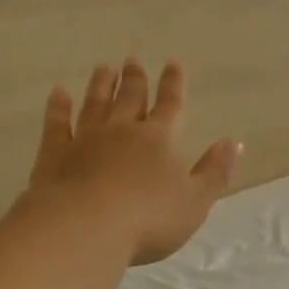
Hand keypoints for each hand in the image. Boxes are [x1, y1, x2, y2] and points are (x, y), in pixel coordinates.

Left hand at [23, 59, 240, 265]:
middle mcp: (122, 131)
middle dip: (135, 79)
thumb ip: (215, 171)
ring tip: (104, 68)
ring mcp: (85, 140)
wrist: (84, 228)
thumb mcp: (196, 201)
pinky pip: (57, 124)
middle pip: (130, 98)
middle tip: (132, 60)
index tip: (172, 62)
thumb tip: (233, 142)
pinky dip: (57, 107)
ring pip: (95, 104)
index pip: (170, 105)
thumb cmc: (149, 219)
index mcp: (159, 139)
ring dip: (101, 86)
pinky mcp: (55, 155)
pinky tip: (57, 93)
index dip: (173, 84)